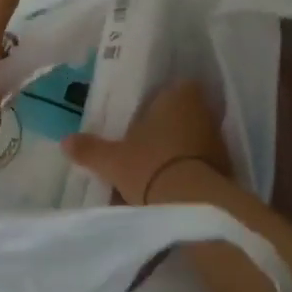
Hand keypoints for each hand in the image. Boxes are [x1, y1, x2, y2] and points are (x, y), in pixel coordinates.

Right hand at [63, 81, 281, 291]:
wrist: (193, 205)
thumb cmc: (150, 166)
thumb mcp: (113, 160)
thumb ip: (90, 148)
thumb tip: (65, 141)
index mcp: (179, 95)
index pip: (172, 86)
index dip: (158, 100)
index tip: (142, 114)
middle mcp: (203, 110)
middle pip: (182, 112)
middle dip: (166, 125)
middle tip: (143, 140)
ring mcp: (218, 138)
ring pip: (193, 137)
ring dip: (179, 148)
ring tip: (155, 166)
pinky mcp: (226, 167)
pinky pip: (202, 160)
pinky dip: (189, 168)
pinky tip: (172, 183)